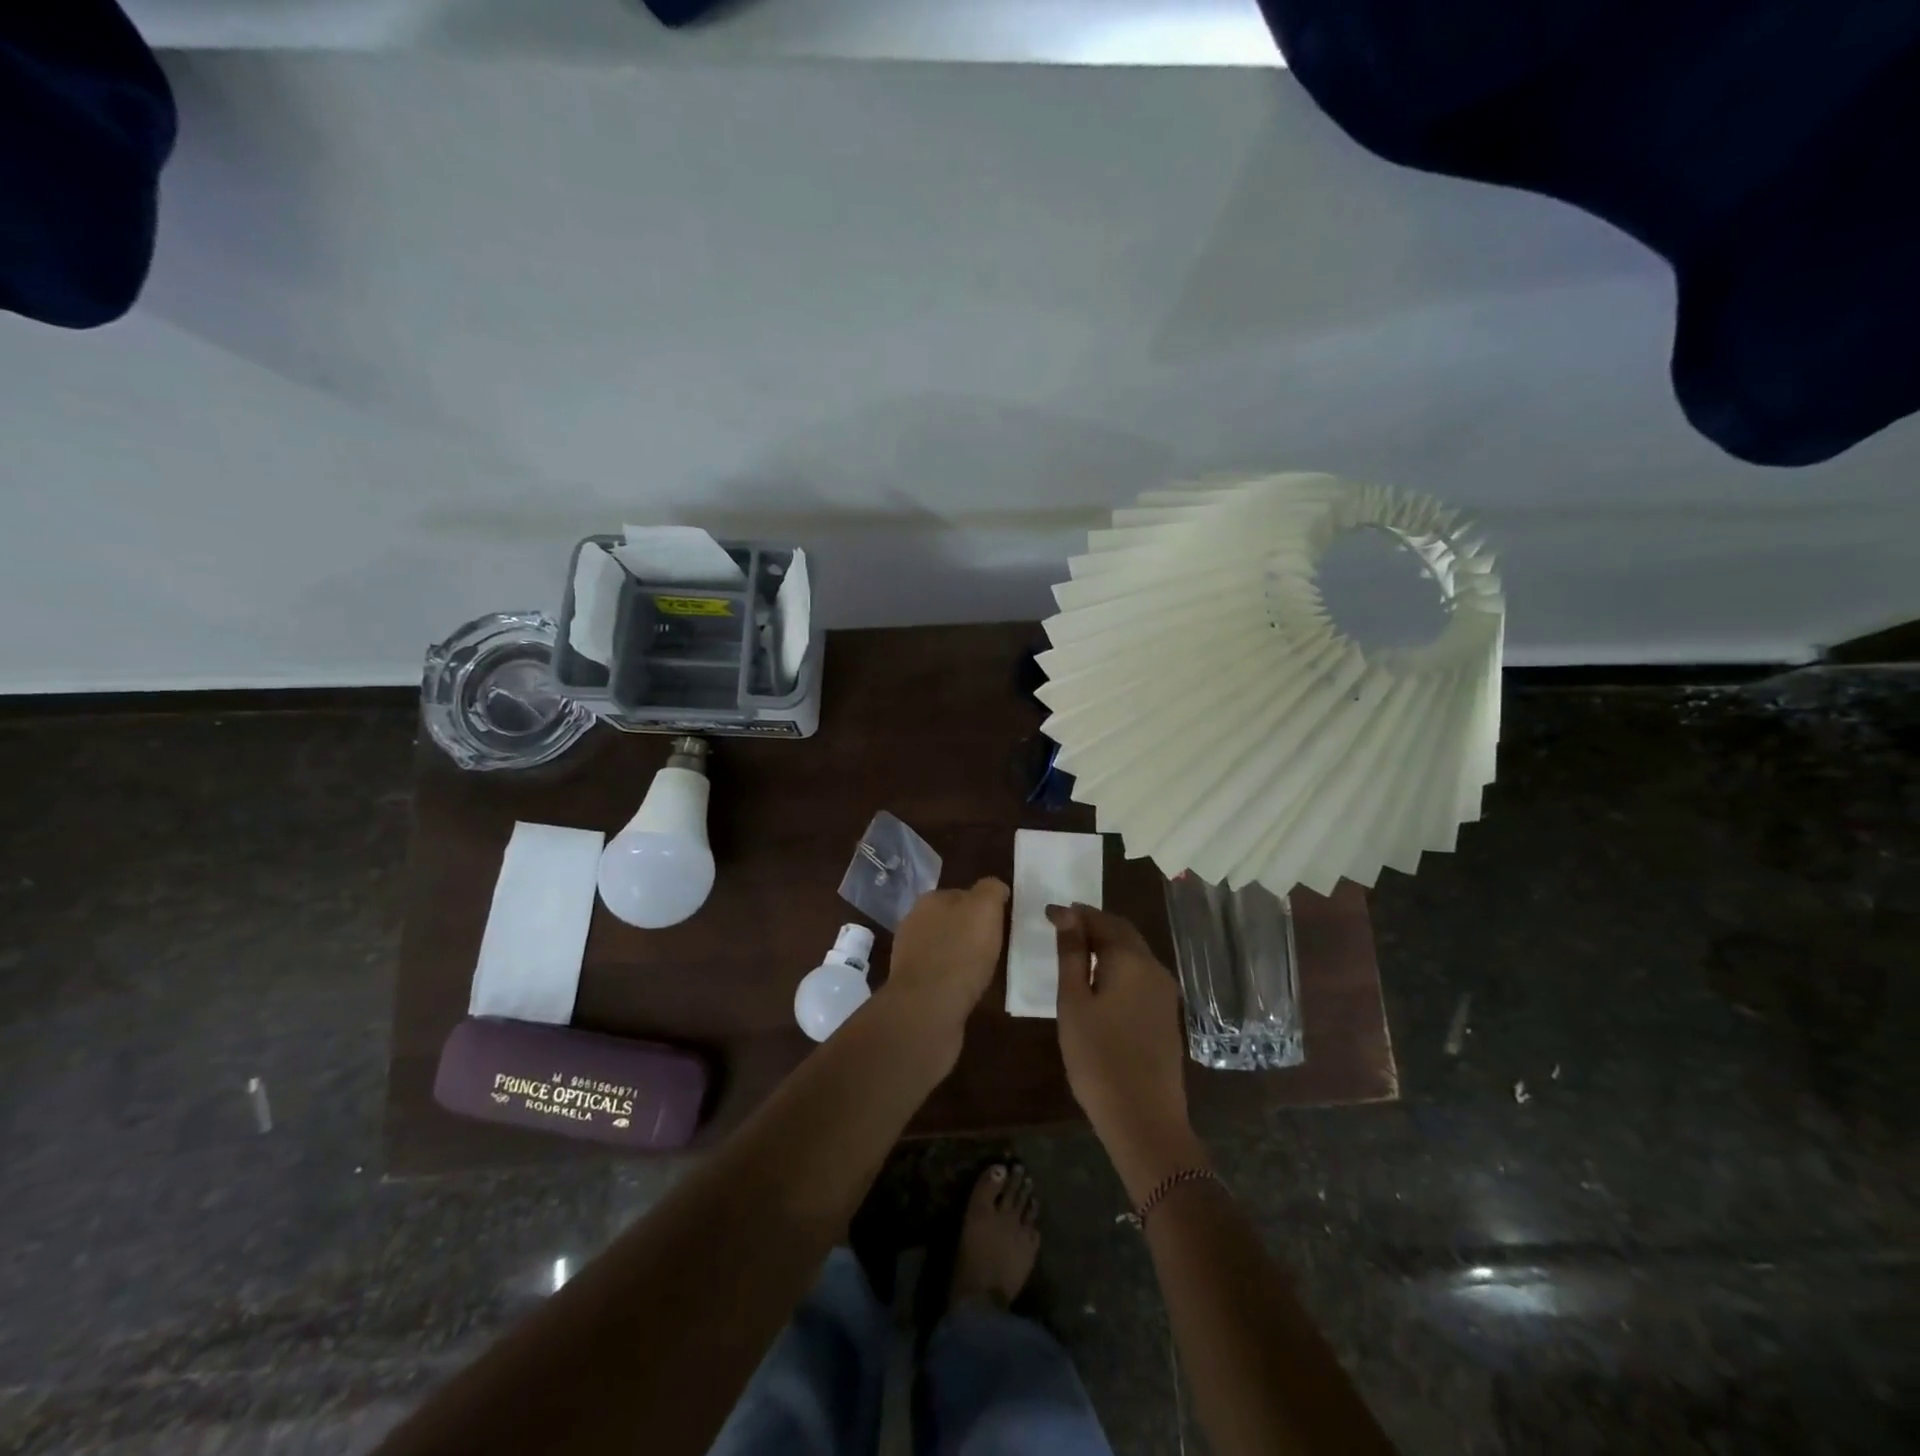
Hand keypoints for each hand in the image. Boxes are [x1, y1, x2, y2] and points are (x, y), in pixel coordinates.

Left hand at [882, 878, 1009, 1047]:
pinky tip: (967, 990)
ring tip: (983, 971)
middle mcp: (914, 923)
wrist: (927, 1009)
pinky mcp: (912, 986)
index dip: (983, 907)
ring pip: (943, 948)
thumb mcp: (984, 909)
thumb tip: (995, 888)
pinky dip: (953, 980)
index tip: (1001, 923)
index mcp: (929, 900)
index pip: (962, 894)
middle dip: (970, 931)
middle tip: (995, 947)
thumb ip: (990, 891)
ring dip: (960, 956)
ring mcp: (909, 956)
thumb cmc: (960, 953)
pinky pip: (939, 975)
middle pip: (951, 921)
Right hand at [1049, 904, 1204, 1199]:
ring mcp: (1165, 992)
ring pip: (1134, 953)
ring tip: (1075, 950)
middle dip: (1093, 924)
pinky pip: (1140, 973)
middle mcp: (1154, 968)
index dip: (1074, 913)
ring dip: (1106, 944)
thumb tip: (1067, 915)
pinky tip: (1099, 979)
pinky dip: (1118, 965)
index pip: (1101, 920)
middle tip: (1061, 925)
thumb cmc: (1098, 1058)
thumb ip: (1072, 955)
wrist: (1145, 1119)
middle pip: (1122, 932)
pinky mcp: (1165, 1013)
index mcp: (1132, 960)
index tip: (1047, 914)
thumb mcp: (1074, 1003)